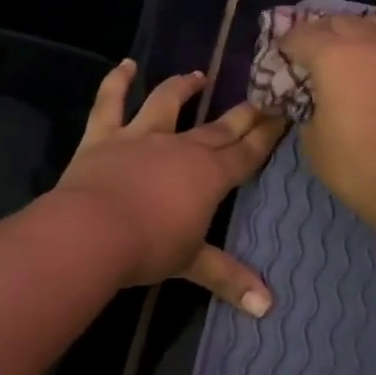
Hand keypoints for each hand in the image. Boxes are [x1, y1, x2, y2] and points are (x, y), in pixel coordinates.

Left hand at [51, 61, 286, 314]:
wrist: (92, 231)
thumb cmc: (149, 247)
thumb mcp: (192, 263)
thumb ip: (230, 278)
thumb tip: (268, 308)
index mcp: (210, 175)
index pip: (247, 152)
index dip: (266, 135)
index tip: (283, 113)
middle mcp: (182, 147)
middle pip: (218, 127)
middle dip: (242, 113)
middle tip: (260, 96)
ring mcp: (142, 136)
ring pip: (168, 103)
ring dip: (183, 87)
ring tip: (197, 76)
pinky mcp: (104, 135)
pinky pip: (110, 102)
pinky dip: (117, 81)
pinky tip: (125, 66)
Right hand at [279, 14, 375, 229]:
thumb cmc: (355, 166)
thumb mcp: (313, 142)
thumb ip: (311, 111)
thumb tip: (319, 103)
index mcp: (333, 58)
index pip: (303, 35)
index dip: (290, 42)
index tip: (285, 52)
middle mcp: (372, 45)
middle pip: (344, 22)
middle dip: (326, 31)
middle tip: (318, 48)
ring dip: (369, 30)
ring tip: (363, 44)